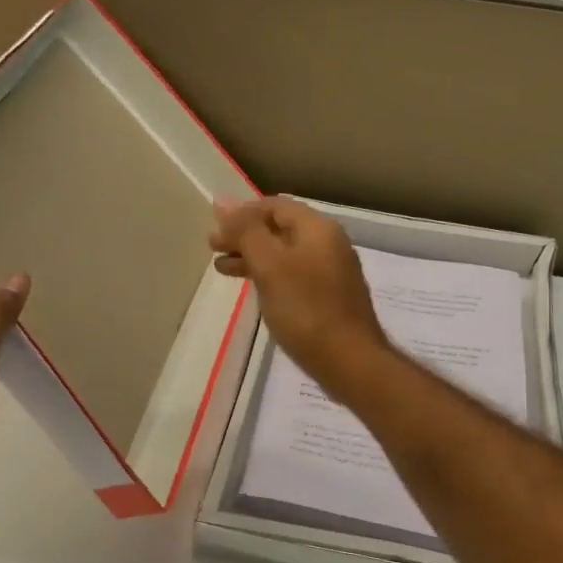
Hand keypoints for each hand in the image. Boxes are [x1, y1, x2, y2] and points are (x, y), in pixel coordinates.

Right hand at [209, 197, 389, 403]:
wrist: (349, 362)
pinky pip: (293, 276)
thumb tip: (222, 201)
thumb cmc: (305, 309)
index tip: (215, 229)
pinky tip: (253, 290)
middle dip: (244, 235)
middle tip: (212, 248)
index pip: (275, 205)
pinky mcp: (329, 298)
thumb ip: (245, 231)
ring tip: (221, 269)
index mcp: (317, 229)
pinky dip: (269, 276)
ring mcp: (332, 272)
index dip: (242, 212)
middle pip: (280, 228)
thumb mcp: (269, 265)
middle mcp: (328, 244)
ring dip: (252, 257)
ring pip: (285, 254)